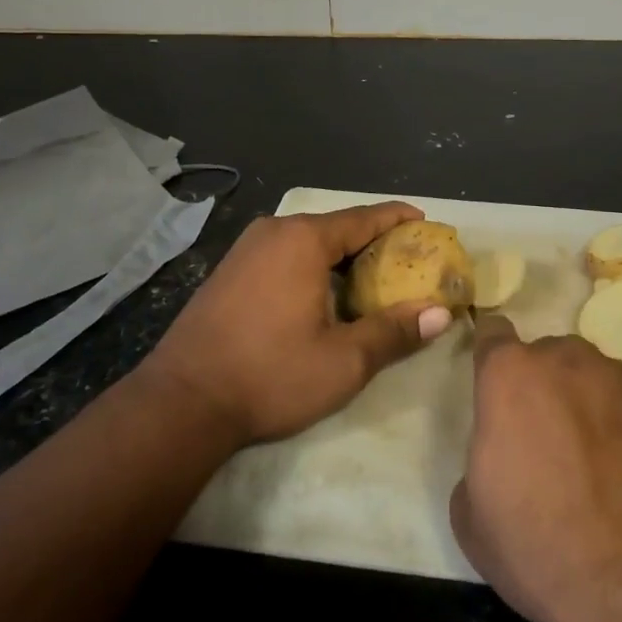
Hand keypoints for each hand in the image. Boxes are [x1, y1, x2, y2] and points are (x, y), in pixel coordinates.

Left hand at [140, 202, 450, 447]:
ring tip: (372, 277)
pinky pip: (284, 254)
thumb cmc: (269, 375)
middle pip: (336, 227)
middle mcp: (274, 232)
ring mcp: (246, 249)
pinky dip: (312, 265)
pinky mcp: (229, 271)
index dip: (397, 219)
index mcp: (303, 239)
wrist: (181, 403)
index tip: (424, 222)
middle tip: (406, 258)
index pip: (364, 218)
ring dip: (341, 255)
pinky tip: (324, 293)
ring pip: (308, 241)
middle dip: (373, 241)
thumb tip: (440, 314)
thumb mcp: (343, 361)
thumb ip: (394, 332)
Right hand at [450, 317, 621, 621]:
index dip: (490, 354)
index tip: (493, 383)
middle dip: (539, 386)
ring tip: (590, 463)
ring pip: (590, 377)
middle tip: (542, 440)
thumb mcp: (472, 519)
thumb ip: (478, 463)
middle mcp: (567, 361)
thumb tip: (502, 459)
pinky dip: (621, 427)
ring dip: (583, 404)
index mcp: (511, 375)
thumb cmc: (542, 549)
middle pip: (546, 357)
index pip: (493, 333)